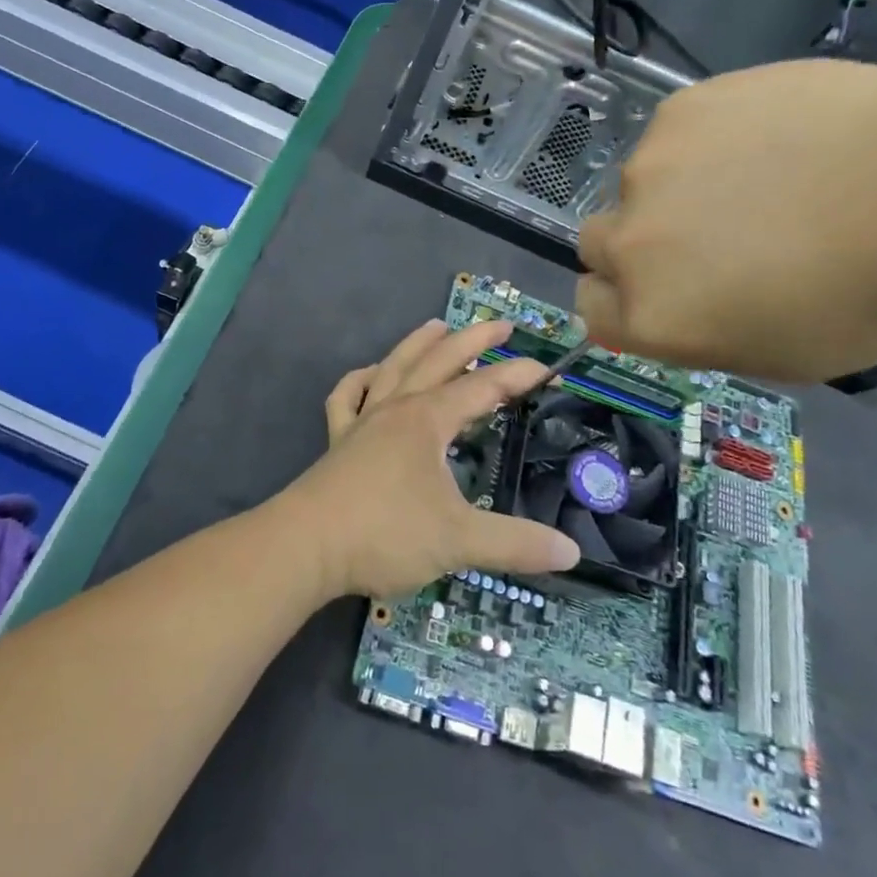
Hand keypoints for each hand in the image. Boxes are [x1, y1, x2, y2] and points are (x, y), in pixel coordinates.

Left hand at [281, 319, 580, 598]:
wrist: (305, 546)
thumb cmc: (384, 534)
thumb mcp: (458, 541)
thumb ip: (515, 544)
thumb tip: (571, 552)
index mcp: (426, 421)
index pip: (482, 388)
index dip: (516, 376)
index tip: (547, 369)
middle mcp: (396, 409)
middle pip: (438, 361)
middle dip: (472, 339)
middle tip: (501, 324)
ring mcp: (362, 422)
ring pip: (393, 368)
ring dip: (417, 344)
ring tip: (436, 325)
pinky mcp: (338, 441)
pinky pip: (346, 398)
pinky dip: (359, 381)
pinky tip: (369, 376)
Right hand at [576, 58, 876, 382]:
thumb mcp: (783, 353)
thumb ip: (703, 331)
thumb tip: (683, 299)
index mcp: (651, 316)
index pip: (593, 310)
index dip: (625, 303)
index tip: (670, 294)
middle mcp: (629, 244)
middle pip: (598, 244)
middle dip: (638, 247)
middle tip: (709, 237)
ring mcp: (647, 168)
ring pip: (640, 184)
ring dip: (677, 189)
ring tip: (764, 177)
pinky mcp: (681, 109)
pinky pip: (674, 133)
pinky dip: (708, 141)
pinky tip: (776, 137)